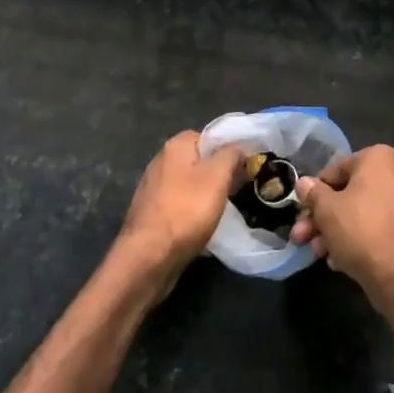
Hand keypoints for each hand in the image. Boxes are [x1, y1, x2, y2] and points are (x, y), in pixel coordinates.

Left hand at [115, 131, 241, 287]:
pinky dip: (192, 212)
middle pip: (198, 161)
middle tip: (238, 189)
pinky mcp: (151, 213)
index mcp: (175, 146)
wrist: (149, 256)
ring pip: (189, 185)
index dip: (228, 149)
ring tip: (224, 209)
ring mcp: (153, 188)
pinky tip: (203, 226)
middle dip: (218, 174)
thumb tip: (237, 148)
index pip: (208, 136)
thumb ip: (230, 155)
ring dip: (206, 195)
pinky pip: (179, 205)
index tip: (245, 167)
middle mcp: (161, 161)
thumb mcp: (217, 177)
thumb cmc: (186, 210)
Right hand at [289, 145, 393, 304]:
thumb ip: (313, 193)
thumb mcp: (326, 210)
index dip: (315, 193)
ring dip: (341, 231)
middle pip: (353, 194)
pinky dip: (366, 239)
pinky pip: (386, 229)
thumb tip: (304, 183)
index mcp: (381, 157)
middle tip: (305, 238)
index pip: (337, 170)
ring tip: (322, 255)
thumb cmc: (361, 230)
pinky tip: (345, 261)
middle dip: (326, 218)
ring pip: (368, 213)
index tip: (303, 213)